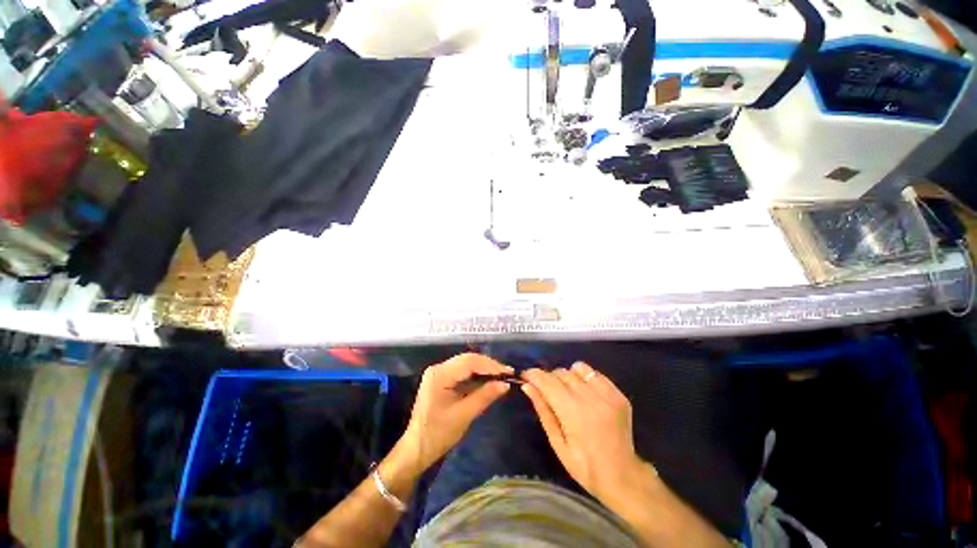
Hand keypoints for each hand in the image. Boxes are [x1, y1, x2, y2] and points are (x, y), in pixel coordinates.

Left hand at [400, 353, 512, 472]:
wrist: (416, 449)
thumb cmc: (438, 434)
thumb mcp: (464, 415)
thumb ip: (485, 396)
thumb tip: (505, 384)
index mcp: (440, 374)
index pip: (469, 361)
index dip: (491, 365)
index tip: (509, 372)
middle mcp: (439, 368)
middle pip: (468, 360)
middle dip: (488, 366)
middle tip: (507, 374)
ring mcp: (439, 373)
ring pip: (466, 365)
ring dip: (484, 370)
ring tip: (501, 377)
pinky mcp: (442, 380)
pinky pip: (462, 373)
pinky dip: (476, 376)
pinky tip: (488, 381)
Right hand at [521, 363, 648, 500]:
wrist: (622, 475)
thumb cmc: (584, 466)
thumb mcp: (557, 442)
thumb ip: (543, 410)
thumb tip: (527, 386)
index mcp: (573, 412)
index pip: (547, 382)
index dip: (533, 375)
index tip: (525, 376)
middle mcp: (590, 398)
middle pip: (561, 372)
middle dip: (549, 378)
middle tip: (547, 390)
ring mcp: (607, 394)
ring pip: (578, 368)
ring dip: (568, 375)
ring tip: (567, 390)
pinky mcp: (618, 394)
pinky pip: (595, 374)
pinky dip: (585, 378)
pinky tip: (585, 392)